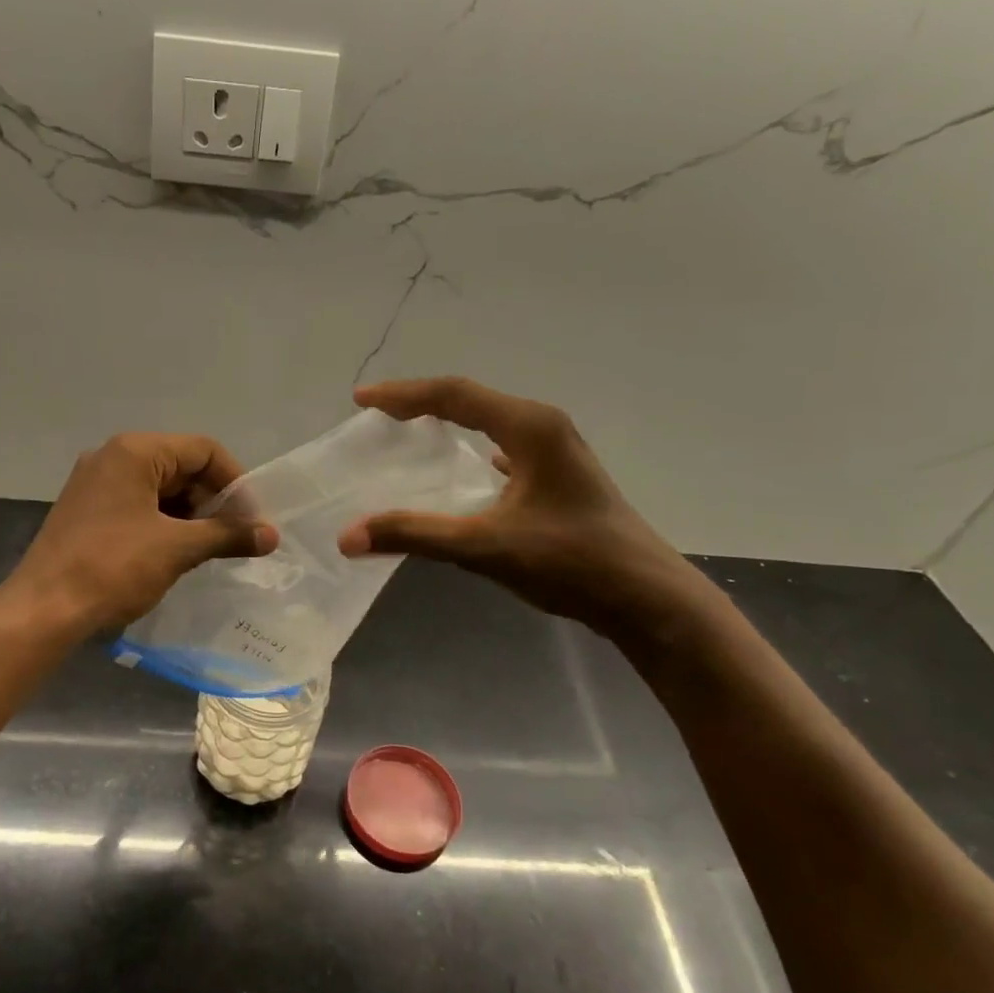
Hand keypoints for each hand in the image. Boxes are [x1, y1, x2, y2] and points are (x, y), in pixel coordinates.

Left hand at [10, 432, 277, 630]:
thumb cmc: (113, 568)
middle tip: (234, 539)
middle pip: (182, 467)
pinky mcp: (87, 511)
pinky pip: (138, 506)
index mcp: (135, 451)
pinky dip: (164, 524)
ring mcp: (96, 484)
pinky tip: (177, 554)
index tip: (253, 521)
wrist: (44, 610)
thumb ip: (228, 535)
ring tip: (209, 551)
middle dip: (213, 502)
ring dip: (191, 516)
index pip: (203, 450)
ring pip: (160, 489)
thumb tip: (272, 536)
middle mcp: (113, 457)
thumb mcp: (177, 548)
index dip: (235, 483)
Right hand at [336, 377, 697, 637]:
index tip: (361, 400)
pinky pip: (507, 450)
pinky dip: (475, 451)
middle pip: (472, 401)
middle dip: (421, 404)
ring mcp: (557, 453)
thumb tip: (348, 536)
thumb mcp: (484, 547)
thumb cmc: (570, 563)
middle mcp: (545, 428)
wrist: (644, 598)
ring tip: (412, 434)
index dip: (402, 394)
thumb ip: (415, 535)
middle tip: (378, 415)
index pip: (454, 394)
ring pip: (492, 423)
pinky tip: (472, 468)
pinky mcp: (560, 479)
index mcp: (529, 428)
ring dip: (450, 424)